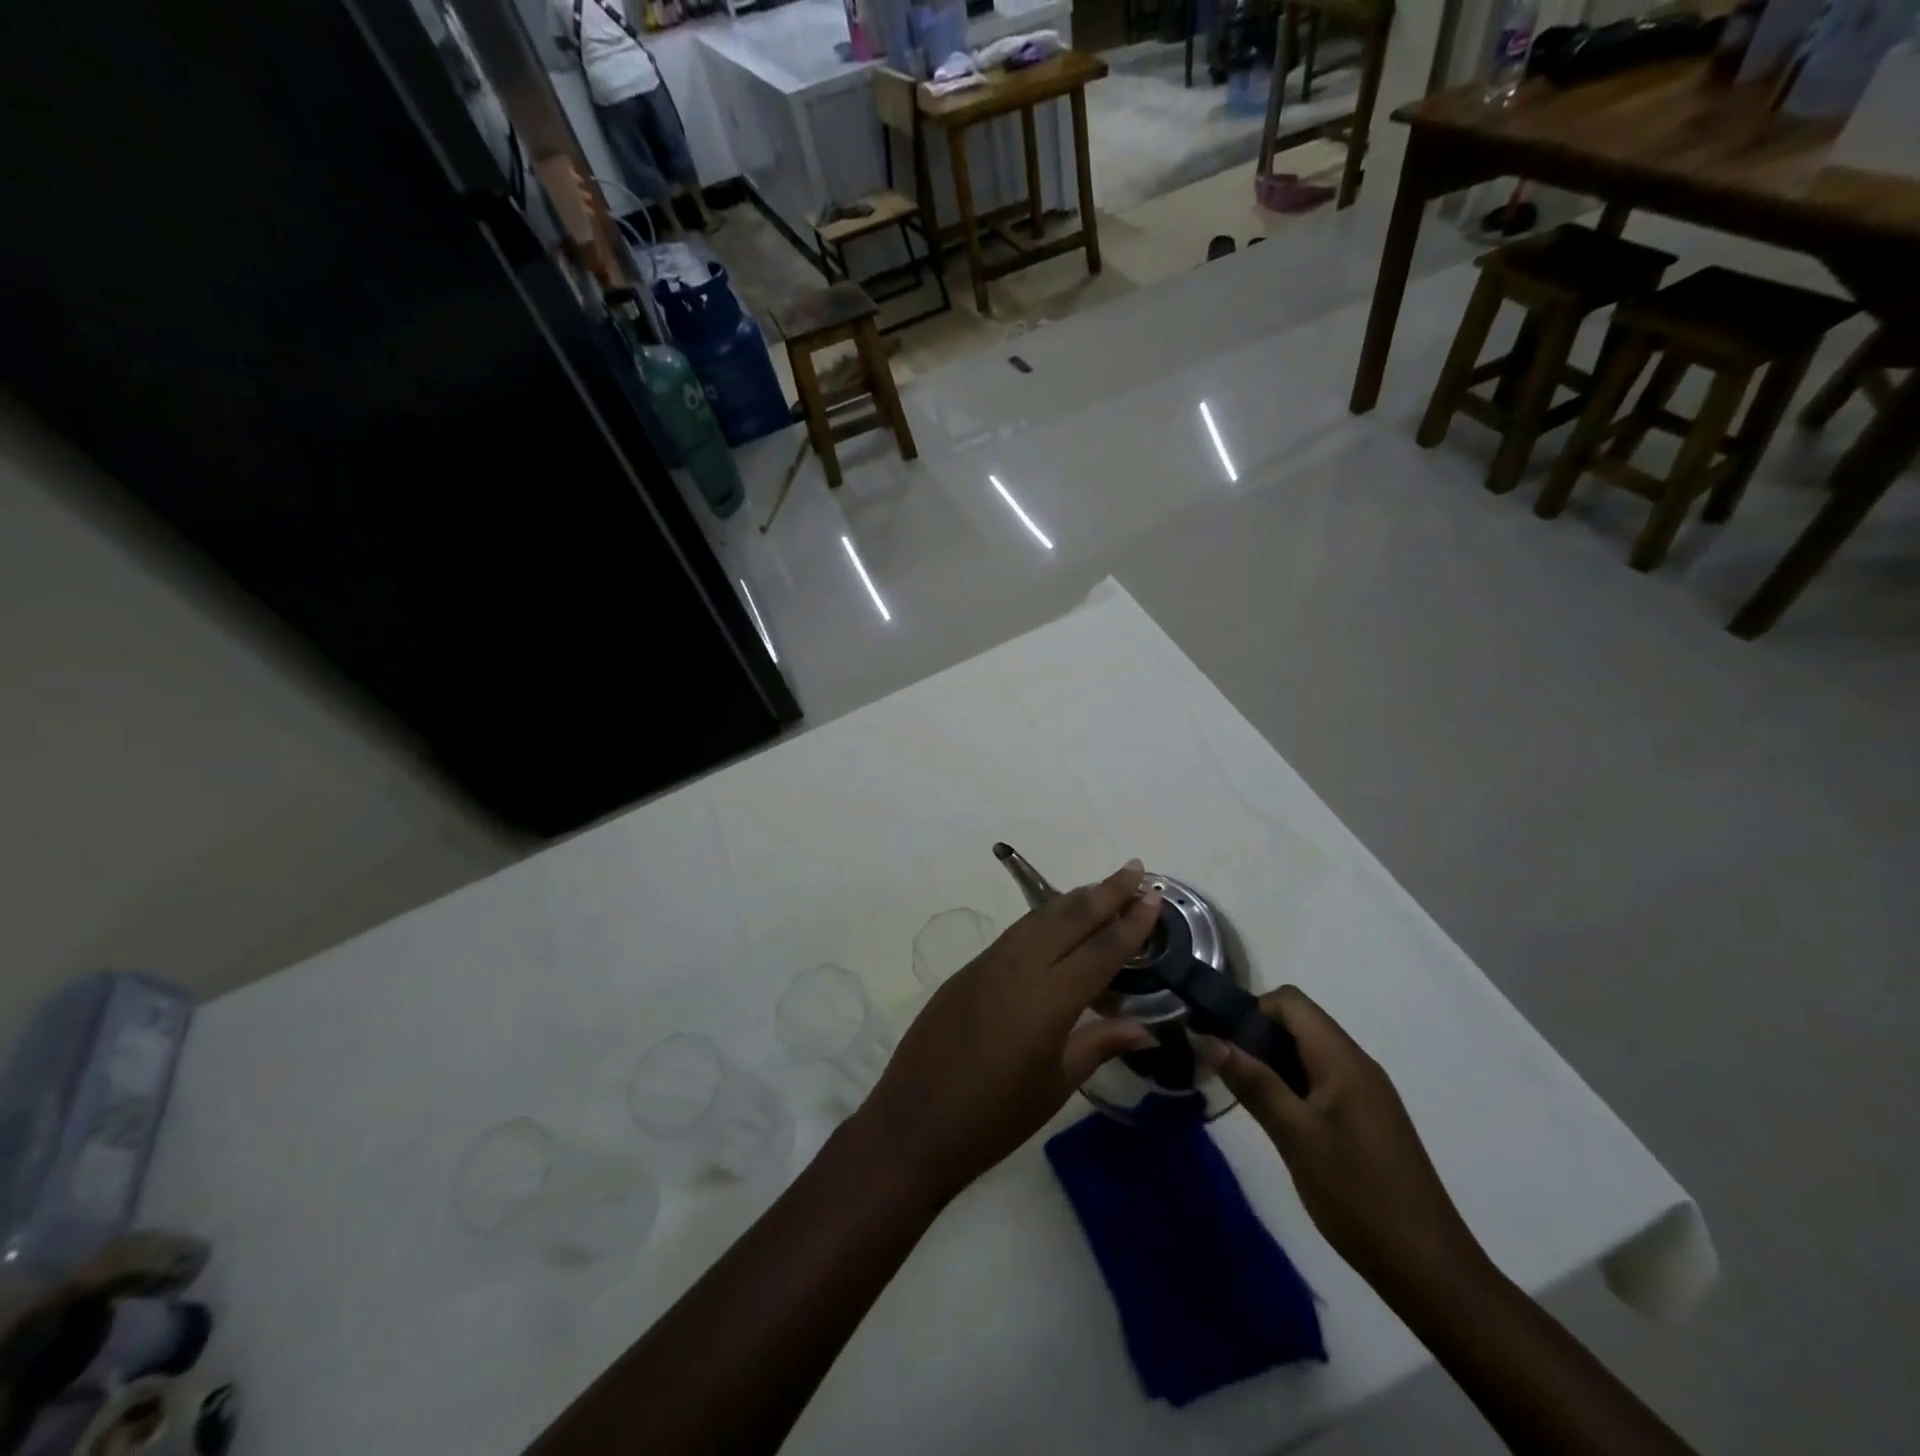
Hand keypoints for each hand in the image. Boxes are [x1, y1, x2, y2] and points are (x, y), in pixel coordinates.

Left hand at [857, 860, 1161, 1202]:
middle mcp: (1019, 968)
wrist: (915, 1123)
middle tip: (1134, 869)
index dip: (1131, 923)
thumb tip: (1144, 1029)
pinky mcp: (967, 970)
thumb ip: (1099, 1045)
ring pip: (1039, 918)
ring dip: (1073, 900)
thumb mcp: (1055, 1086)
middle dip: (1105, 891)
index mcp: (1048, 1000)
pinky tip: (1056, 922)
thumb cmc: (995, 1118)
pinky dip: (1043, 919)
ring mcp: (988, 964)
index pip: (1101, 951)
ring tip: (1102, 889)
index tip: (1155, 896)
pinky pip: (1015, 933)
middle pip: (1069, 918)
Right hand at [1200, 987, 1490, 1300]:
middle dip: (1256, 1037)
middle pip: (1298, 1023)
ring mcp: (1365, 1093)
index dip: (1251, 1011)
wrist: (1432, 1273)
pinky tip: (1279, 1122)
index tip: (1223, 1045)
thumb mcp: (1296, 1138)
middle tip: (1227, 1075)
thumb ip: (1254, 1083)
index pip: (1290, 1001)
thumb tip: (1208, 1039)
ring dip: (1272, 1064)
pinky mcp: (1367, 1119)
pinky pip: (1322, 1080)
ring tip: (1246, 1099)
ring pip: (1308, 1053)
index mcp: (1343, 1060)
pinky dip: (1293, 1086)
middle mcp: (1357, 1065)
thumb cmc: (1360, 1198)